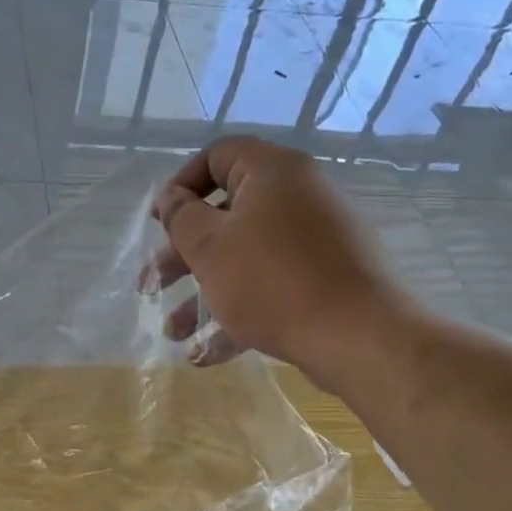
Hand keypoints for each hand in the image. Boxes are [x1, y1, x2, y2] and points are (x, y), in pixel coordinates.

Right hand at [148, 137, 405, 380]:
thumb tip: (171, 197)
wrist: (359, 336)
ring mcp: (316, 241)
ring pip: (245, 259)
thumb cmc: (273, 281)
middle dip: (182, 256)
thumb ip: (181, 217)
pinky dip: (238, 313)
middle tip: (152, 286)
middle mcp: (299, 197)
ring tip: (174, 333)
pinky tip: (206, 354)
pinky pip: (271, 287)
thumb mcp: (210, 247)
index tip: (159, 221)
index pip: (218, 156)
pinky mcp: (325, 280)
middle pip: (226, 215)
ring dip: (203, 294)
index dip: (181, 185)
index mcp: (273, 173)